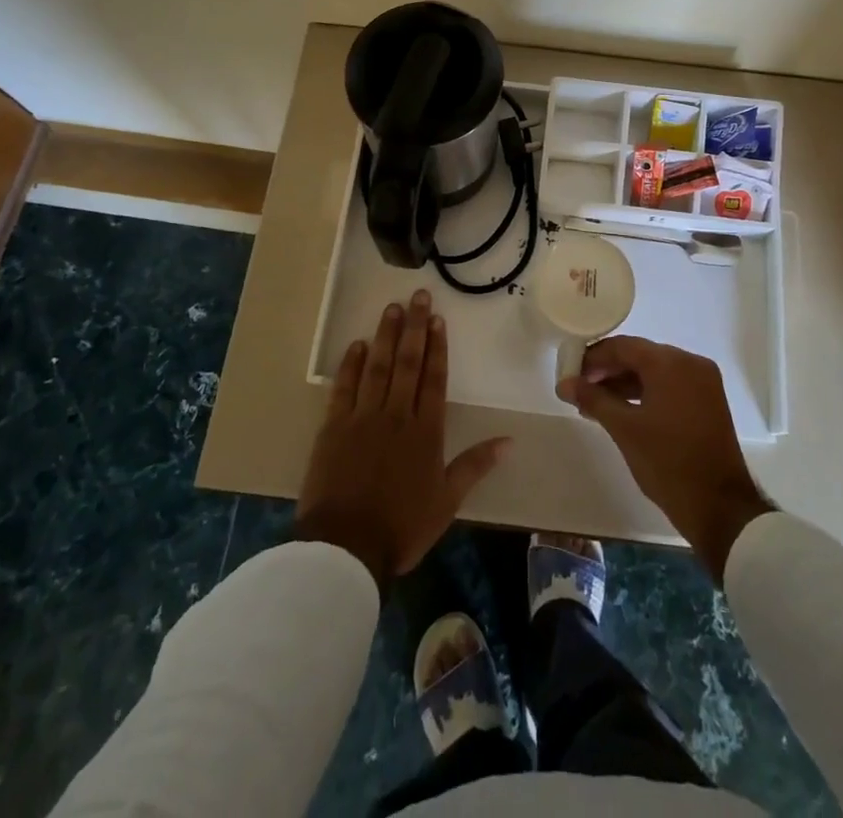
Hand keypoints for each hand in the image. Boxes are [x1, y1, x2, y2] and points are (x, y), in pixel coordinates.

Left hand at [295, 289, 510, 591]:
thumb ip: (475, 465)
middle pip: (407, 363)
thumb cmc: (402, 526)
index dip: (437, 348)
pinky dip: (351, 365)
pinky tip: (358, 344)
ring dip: (385, 336)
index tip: (438, 319)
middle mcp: (396, 415)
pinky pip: (344, 388)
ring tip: (391, 308)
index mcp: (425, 431)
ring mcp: (362, 418)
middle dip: (414, 327)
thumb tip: (510, 440)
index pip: (434, 379)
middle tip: (418, 296)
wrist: (346, 547)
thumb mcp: (447, 501)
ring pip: (377, 367)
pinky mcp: (333, 427)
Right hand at [558, 336, 773, 577]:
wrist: (719, 507)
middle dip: (608, 371)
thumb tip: (564, 383)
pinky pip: (669, 386)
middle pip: (640, 356)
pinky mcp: (707, 401)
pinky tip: (621, 410)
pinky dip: (645, 394)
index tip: (570, 372)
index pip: (623, 346)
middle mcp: (690, 363)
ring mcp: (702, 382)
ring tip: (594, 403)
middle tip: (579, 389)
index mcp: (670, 363)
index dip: (593, 357)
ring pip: (654, 372)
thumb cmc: (667, 462)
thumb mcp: (624, 429)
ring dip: (624, 383)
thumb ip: (593, 399)